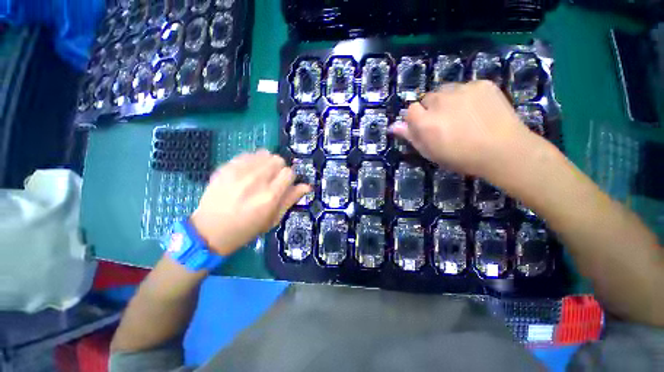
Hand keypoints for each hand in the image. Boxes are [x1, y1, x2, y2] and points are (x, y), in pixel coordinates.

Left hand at [190, 150, 309, 255]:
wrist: (209, 230)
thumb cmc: (247, 229)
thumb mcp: (273, 219)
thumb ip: (290, 199)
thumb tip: (307, 186)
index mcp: (270, 196)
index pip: (289, 172)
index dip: (289, 178)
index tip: (284, 184)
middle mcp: (256, 180)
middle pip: (278, 160)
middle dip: (279, 169)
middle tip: (272, 180)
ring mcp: (239, 172)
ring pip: (264, 153)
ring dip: (267, 163)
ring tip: (260, 175)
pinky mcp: (226, 167)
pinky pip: (248, 154)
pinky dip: (252, 161)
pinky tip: (248, 172)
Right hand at [391, 81, 537, 177]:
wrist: (504, 151)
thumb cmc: (461, 157)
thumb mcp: (430, 152)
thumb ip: (410, 136)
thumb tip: (393, 126)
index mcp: (425, 121)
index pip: (410, 110)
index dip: (417, 119)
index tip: (426, 128)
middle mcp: (440, 101)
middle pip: (427, 98)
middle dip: (432, 109)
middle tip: (445, 122)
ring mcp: (462, 89)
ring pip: (446, 91)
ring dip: (448, 101)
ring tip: (462, 115)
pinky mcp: (481, 84)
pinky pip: (466, 87)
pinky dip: (467, 96)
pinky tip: (477, 109)